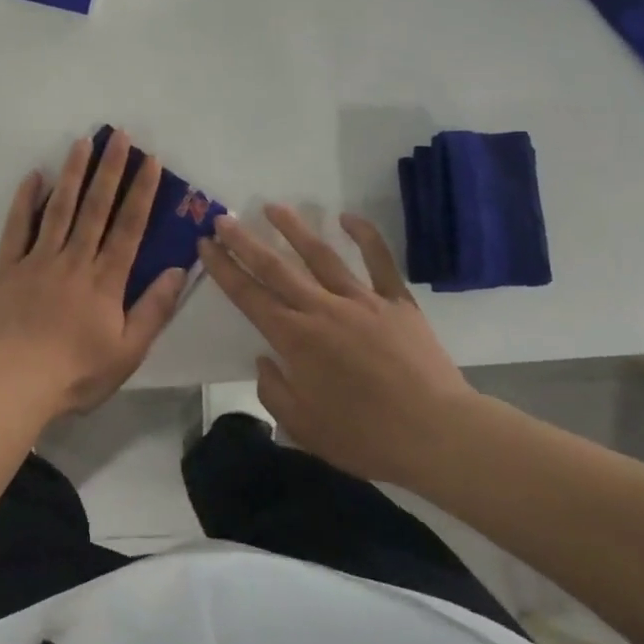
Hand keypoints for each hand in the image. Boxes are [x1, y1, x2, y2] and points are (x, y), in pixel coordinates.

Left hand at [0, 131, 187, 420]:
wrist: (13, 383)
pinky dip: (25, 199)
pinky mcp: (7, 266)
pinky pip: (17, 226)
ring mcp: (38, 259)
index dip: (142, 192)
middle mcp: (74, 259)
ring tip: (82, 142)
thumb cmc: (75, 373)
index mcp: (105, 280)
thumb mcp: (128, 351)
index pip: (129, 227)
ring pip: (59, 208)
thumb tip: (179, 269)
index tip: (150, 161)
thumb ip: (154, 309)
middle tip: (119, 135)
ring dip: (72, 173)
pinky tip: (34, 175)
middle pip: (96, 207)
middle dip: (110, 169)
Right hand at [197, 205, 479, 487]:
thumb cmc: (365, 437)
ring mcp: (361, 300)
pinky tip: (347, 217)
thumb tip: (264, 360)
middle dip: (245, 241)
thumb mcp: (303, 427)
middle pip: (275, 267)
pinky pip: (379, 261)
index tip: (206, 245)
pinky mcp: (397, 301)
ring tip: (272, 207)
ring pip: (320, 255)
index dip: (224, 268)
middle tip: (224, 218)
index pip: (248, 295)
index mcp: (295, 338)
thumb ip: (273, 390)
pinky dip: (365, 236)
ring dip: (293, 228)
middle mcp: (321, 309)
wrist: (438, 435)